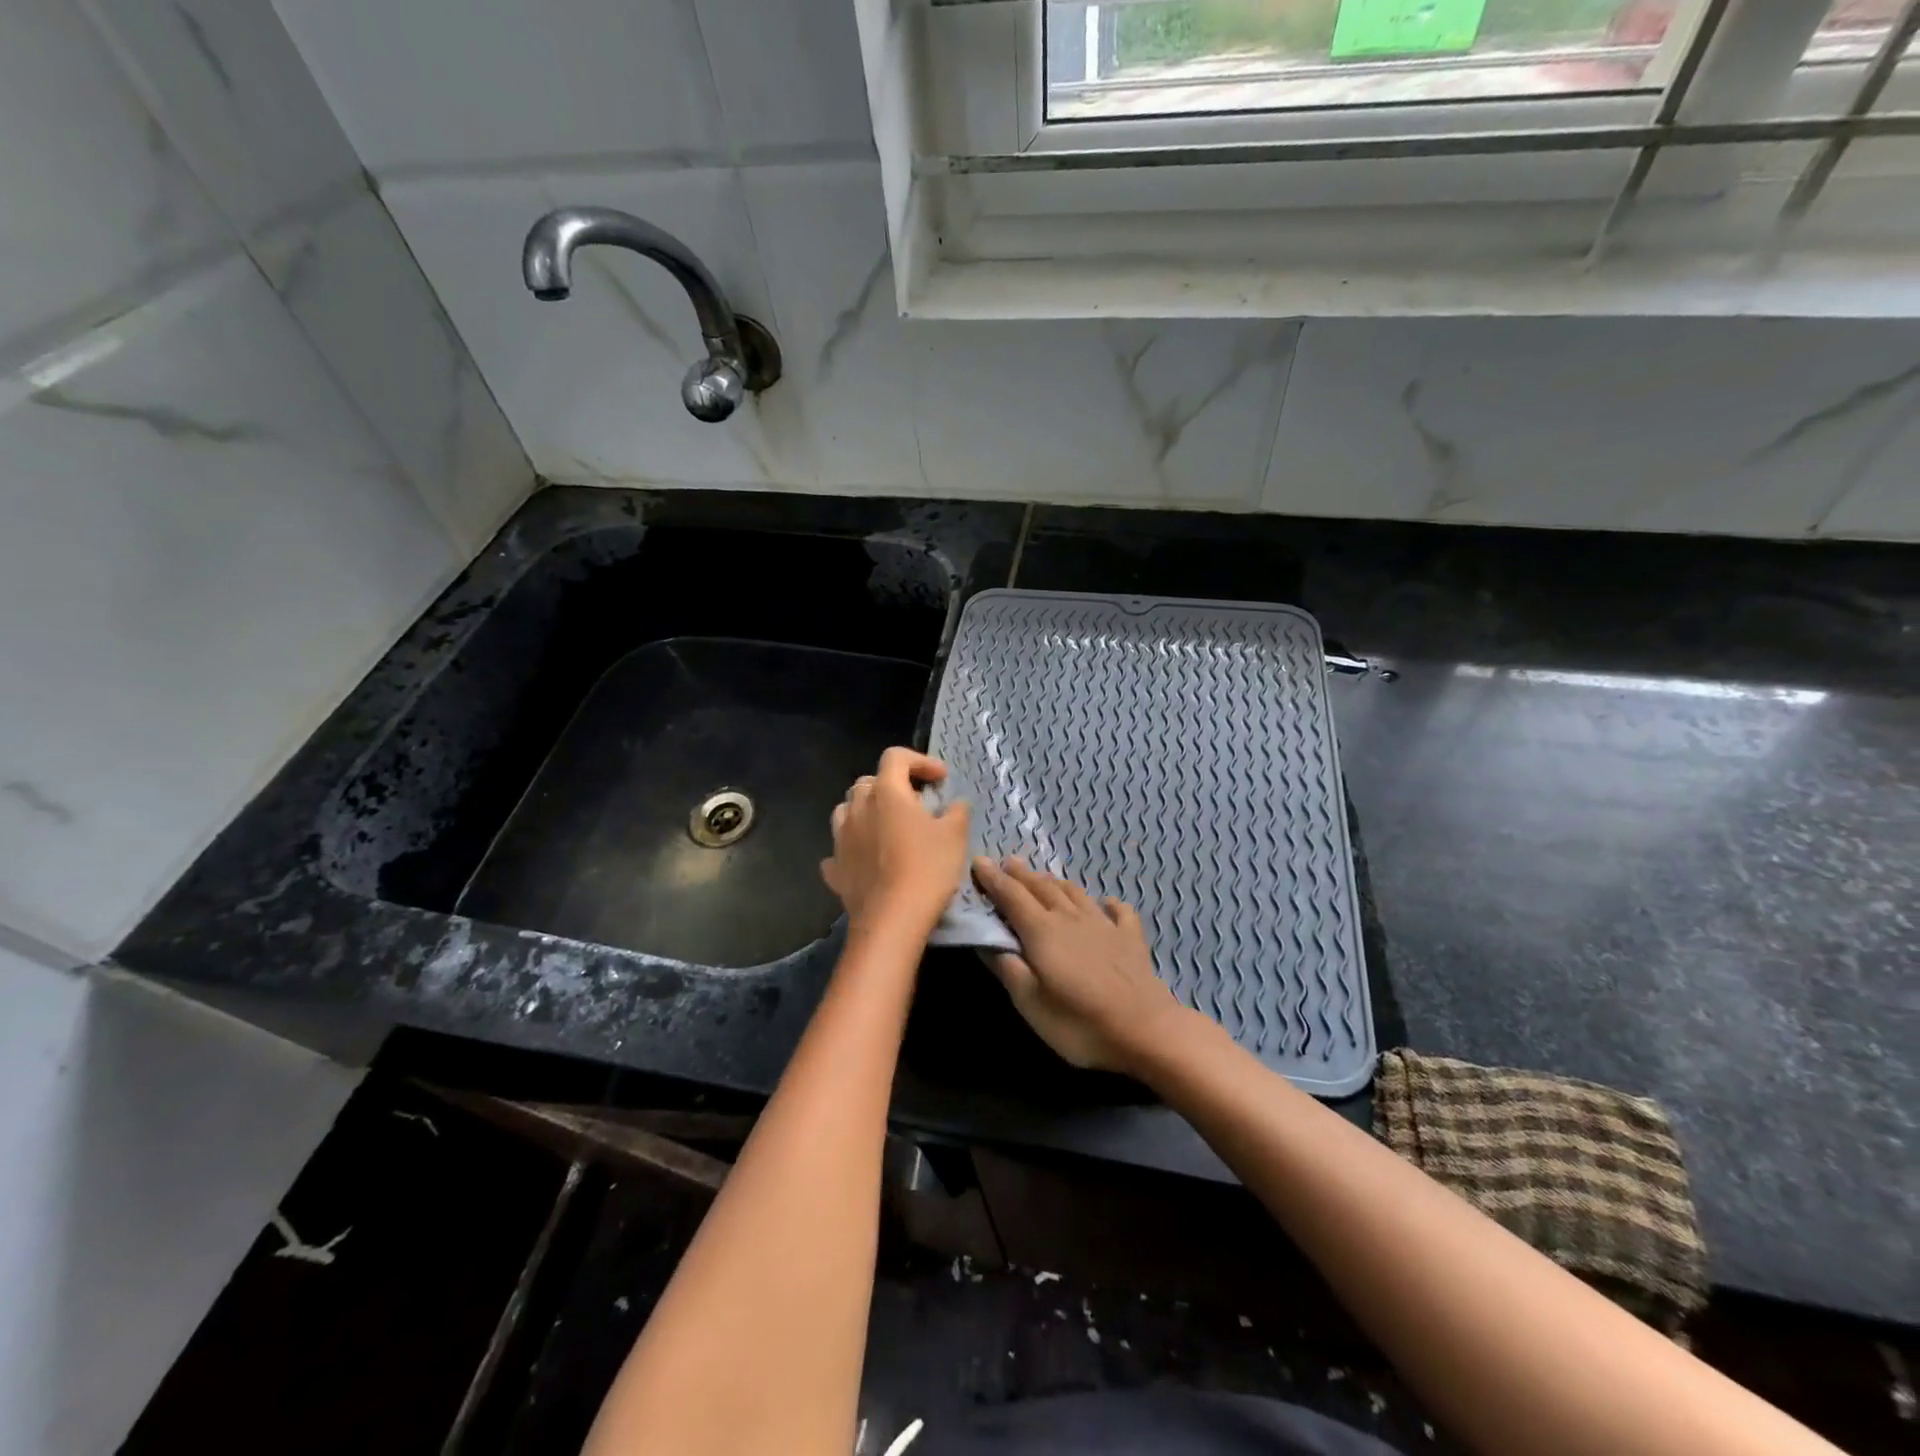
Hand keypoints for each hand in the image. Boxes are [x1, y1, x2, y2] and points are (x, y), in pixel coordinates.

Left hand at [820, 748, 970, 939]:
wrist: (892, 919)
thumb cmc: (927, 869)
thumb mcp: (955, 835)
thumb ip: (957, 811)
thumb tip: (955, 803)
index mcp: (886, 792)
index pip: (896, 757)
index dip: (920, 761)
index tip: (941, 779)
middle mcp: (857, 807)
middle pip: (870, 782)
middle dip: (893, 785)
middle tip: (917, 803)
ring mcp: (840, 838)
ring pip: (848, 810)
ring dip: (868, 811)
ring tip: (888, 827)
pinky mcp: (835, 867)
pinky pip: (841, 848)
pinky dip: (854, 847)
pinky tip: (866, 858)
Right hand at [970, 857, 1191, 1074]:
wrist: (1147, 1030)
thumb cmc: (1080, 1023)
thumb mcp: (1031, 1004)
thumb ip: (1008, 968)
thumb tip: (986, 941)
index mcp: (1042, 931)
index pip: (1011, 896)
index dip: (993, 879)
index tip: (978, 861)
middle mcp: (1070, 918)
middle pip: (1041, 888)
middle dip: (1020, 874)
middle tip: (1006, 861)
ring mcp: (1104, 925)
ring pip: (1074, 893)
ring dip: (1054, 882)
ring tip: (1042, 877)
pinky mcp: (1131, 938)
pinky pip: (1118, 911)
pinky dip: (1108, 904)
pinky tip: (1107, 903)